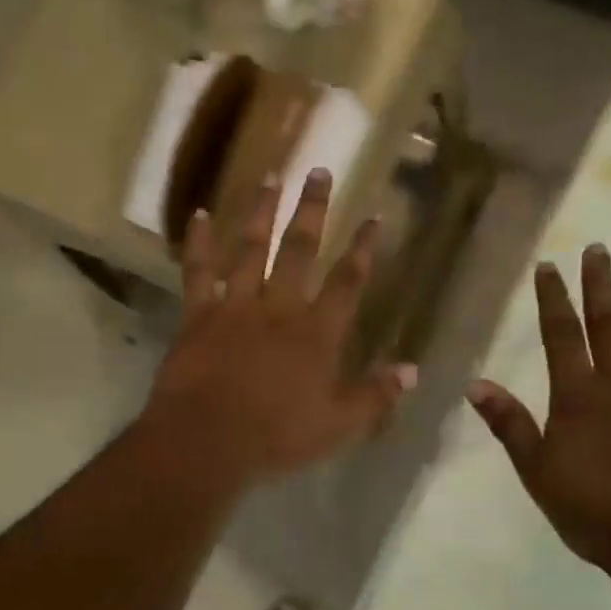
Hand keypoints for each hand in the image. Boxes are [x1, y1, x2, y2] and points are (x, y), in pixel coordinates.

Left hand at [140, 169, 416, 487]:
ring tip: (272, 176)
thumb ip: (376, 396)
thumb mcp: (338, 426)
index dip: (363, 248)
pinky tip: (200, 214)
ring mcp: (236, 306)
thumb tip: (413, 370)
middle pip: (300, 250)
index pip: (348, 281)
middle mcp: (279, 308)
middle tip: (320, 170)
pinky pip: (198, 271)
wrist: (206, 440)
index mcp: (317, 333)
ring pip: (250, 248)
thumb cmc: (276, 437)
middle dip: (313, 209)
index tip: (374, 215)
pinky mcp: (198, 314)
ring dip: (262, 211)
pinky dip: (198, 242)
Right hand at [467, 245, 610, 575]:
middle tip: (599, 251)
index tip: (550, 266)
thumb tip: (474, 384)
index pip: (563, 335)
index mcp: (579, 397)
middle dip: (601, 286)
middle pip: (610, 326)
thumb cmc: (593, 510)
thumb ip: (509, 424)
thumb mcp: (536, 471)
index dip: (554, 299)